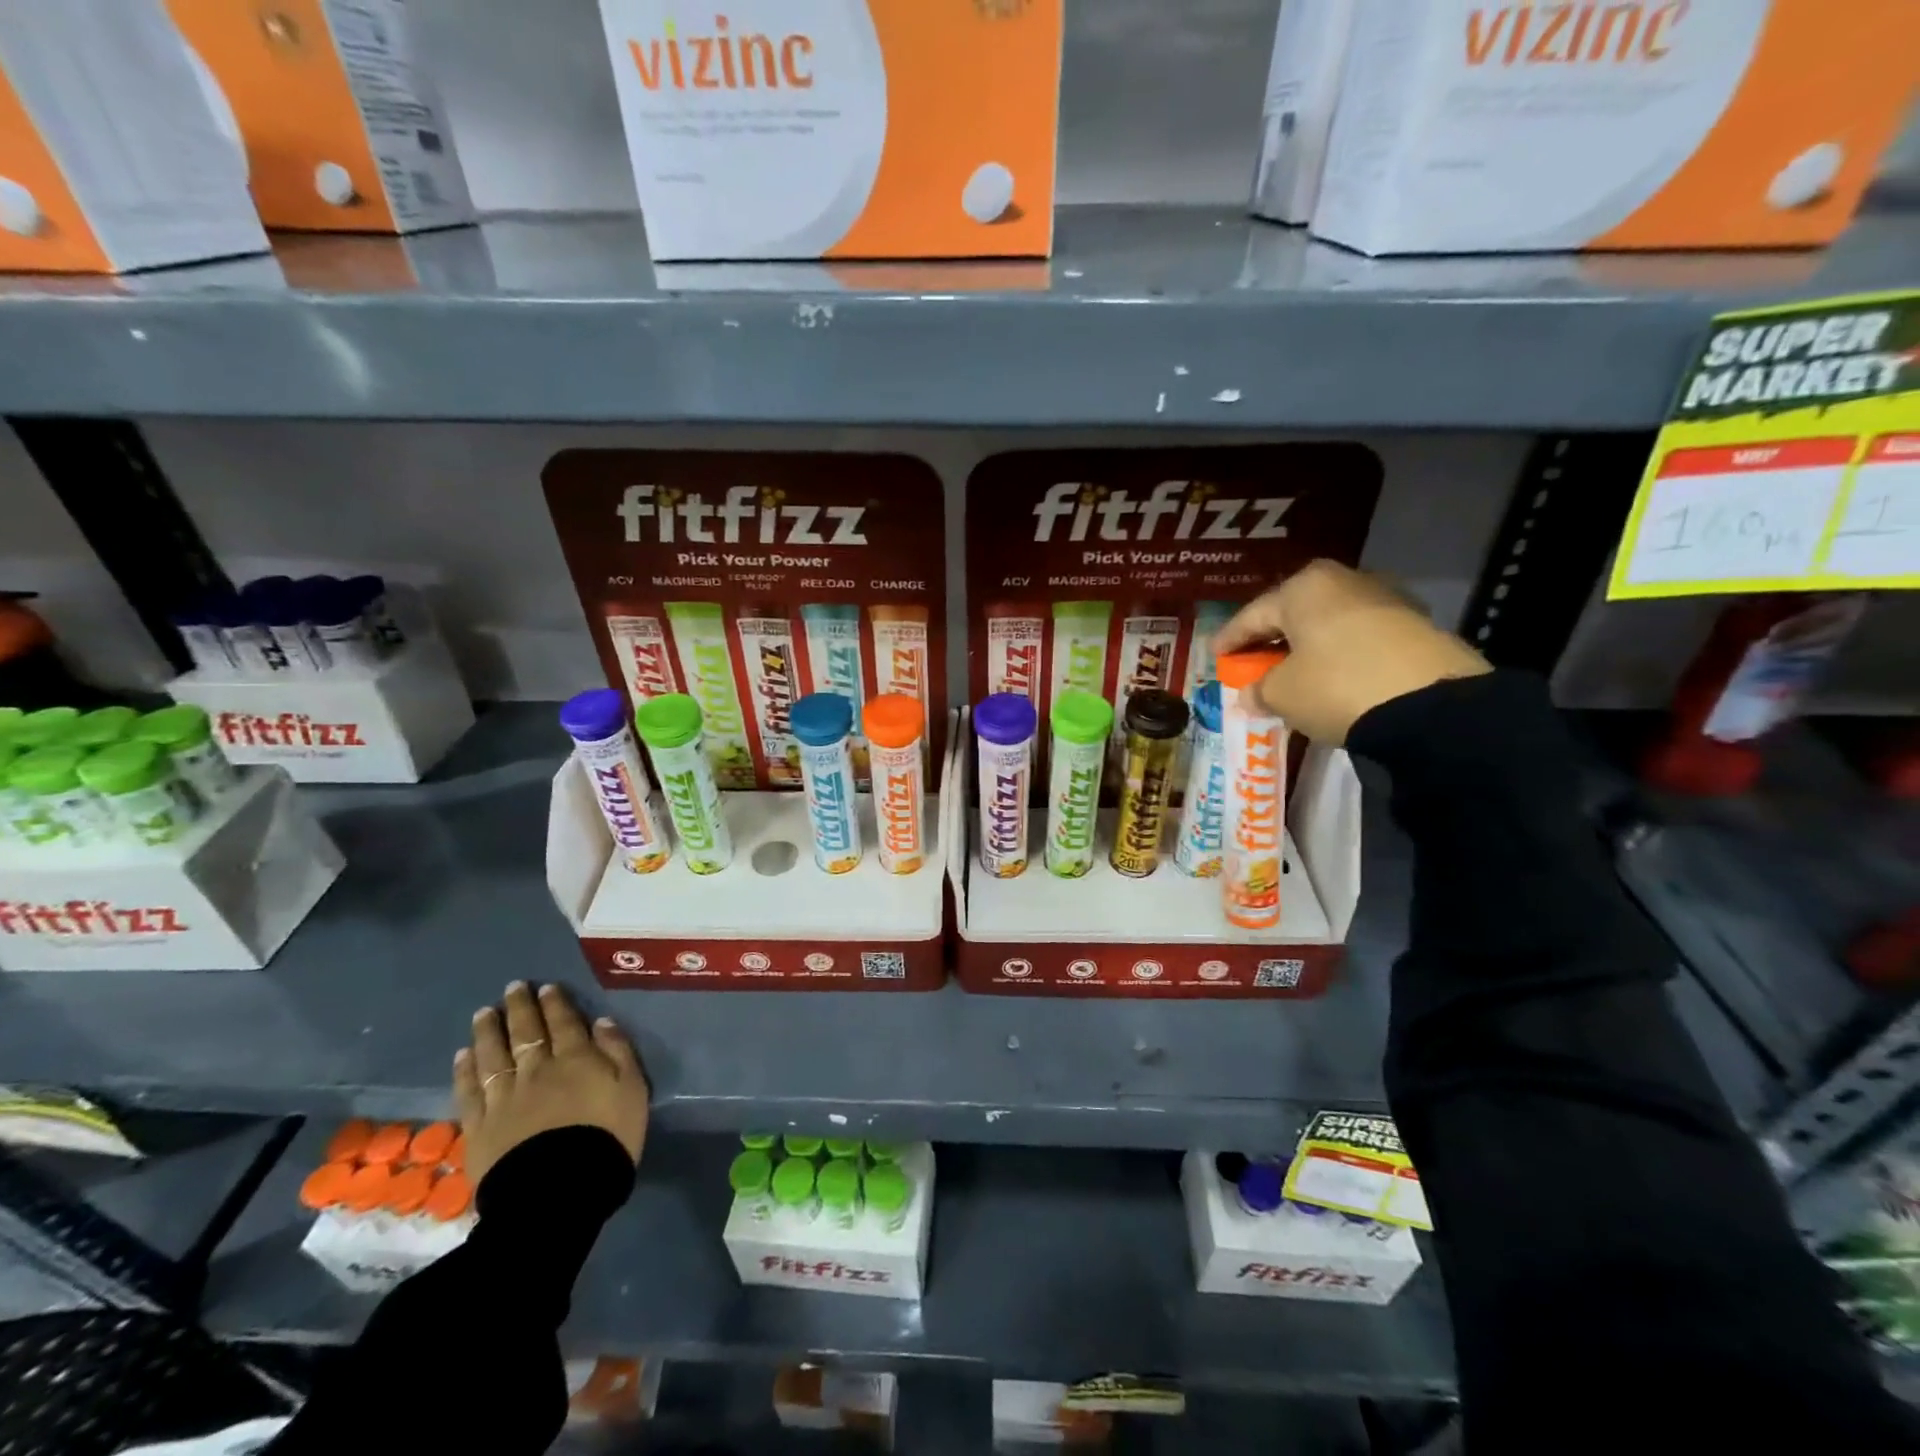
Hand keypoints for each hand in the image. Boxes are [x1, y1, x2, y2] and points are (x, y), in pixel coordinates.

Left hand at [453, 981, 648, 1184]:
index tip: (546, 987)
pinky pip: (470, 1091)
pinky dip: (466, 1070)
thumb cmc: (607, 1137)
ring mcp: (505, 1097)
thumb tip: (602, 1022)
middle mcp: (538, 1069)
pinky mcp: (480, 1126)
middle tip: (512, 988)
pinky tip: (463, 1056)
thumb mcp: (633, 1090)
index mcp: (577, 1059)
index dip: (555, 1003)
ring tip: (483, 1013)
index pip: (565, 1023)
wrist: (559, 1190)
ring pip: (493, 1055)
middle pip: (526, 1032)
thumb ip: (618, 1052)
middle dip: (520, 1007)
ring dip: (488, 1031)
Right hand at [1214, 560, 1489, 743]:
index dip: (1230, 639)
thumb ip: (1259, 689)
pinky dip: (1339, 656)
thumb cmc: (1335, 686)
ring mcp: (1385, 600)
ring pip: (1329, 625)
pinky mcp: (1415, 626)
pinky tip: (1332, 678)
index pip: (1252, 615)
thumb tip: (1251, 694)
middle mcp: (1344, 581)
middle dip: (1271, 640)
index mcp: (1303, 587)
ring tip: (1293, 675)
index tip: (1215, 656)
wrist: (1429, 703)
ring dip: (1307, 648)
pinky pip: (1359, 639)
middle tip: (1253, 664)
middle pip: (1293, 614)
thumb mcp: (1282, 694)